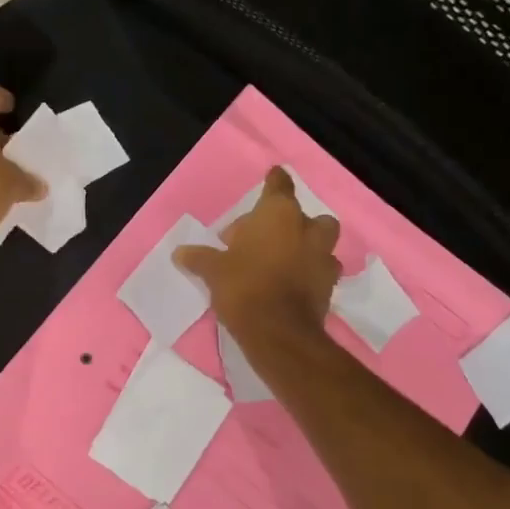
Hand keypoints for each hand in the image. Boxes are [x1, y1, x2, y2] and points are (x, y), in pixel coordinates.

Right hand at [175, 166, 339, 341]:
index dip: (275, 180)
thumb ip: (199, 257)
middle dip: (290, 222)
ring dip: (307, 246)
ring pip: (321, 240)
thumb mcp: (213, 270)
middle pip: (304, 215)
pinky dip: (312, 272)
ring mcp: (323, 256)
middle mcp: (306, 228)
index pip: (280, 185)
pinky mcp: (330, 284)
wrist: (278, 331)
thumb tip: (180, 252)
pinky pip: (323, 269)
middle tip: (265, 238)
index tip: (272, 177)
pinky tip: (293, 283)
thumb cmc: (243, 286)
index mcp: (278, 214)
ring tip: (283, 260)